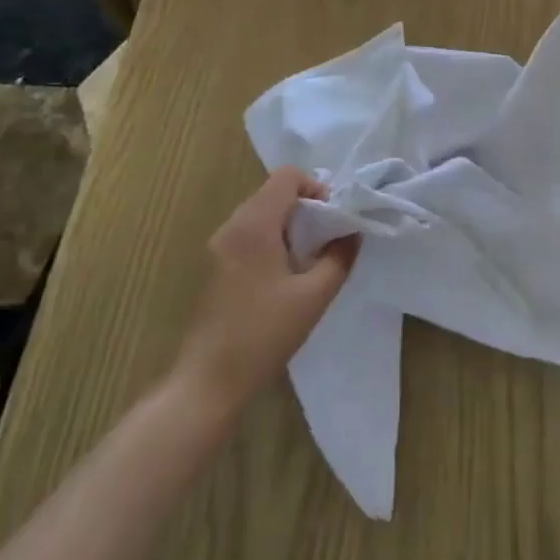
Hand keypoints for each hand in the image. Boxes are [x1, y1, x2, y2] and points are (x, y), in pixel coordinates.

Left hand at [175, 168, 359, 409]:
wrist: (208, 382)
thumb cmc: (263, 334)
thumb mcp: (313, 296)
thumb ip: (339, 258)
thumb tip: (352, 234)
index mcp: (254, 224)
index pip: (287, 176)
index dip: (316, 188)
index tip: (332, 219)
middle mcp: (231, 226)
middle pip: (272, 192)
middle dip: (305, 208)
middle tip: (326, 240)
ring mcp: (217, 246)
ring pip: (259, 214)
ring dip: (288, 226)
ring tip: (308, 260)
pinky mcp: (212, 266)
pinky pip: (246, 235)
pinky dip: (270, 241)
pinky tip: (283, 277)